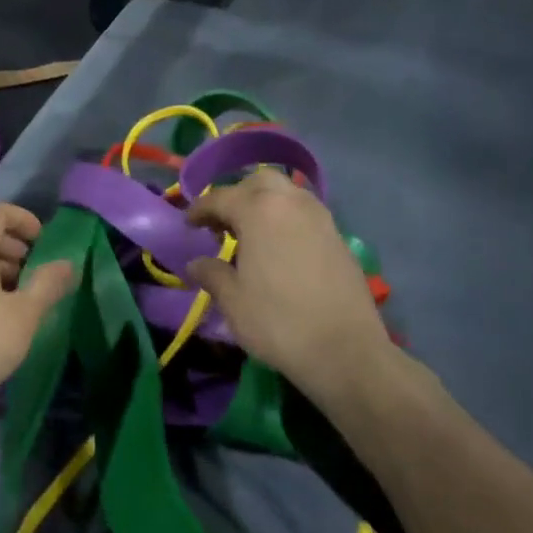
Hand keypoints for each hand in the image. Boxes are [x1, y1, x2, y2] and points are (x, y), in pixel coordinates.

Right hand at [184, 171, 400, 406]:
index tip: (188, 224)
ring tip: (251, 236)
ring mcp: (321, 218)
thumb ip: (211, 274)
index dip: (200, 209)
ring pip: (287, 194)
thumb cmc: (278, 322)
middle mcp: (292, 203)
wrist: (345, 350)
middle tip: (222, 224)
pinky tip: (278, 250)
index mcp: (260, 211)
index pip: (221, 197)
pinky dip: (286, 220)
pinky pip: (305, 214)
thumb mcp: (233, 301)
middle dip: (237, 196)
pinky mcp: (339, 237)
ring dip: (264, 205)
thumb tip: (196, 263)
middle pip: (259, 182)